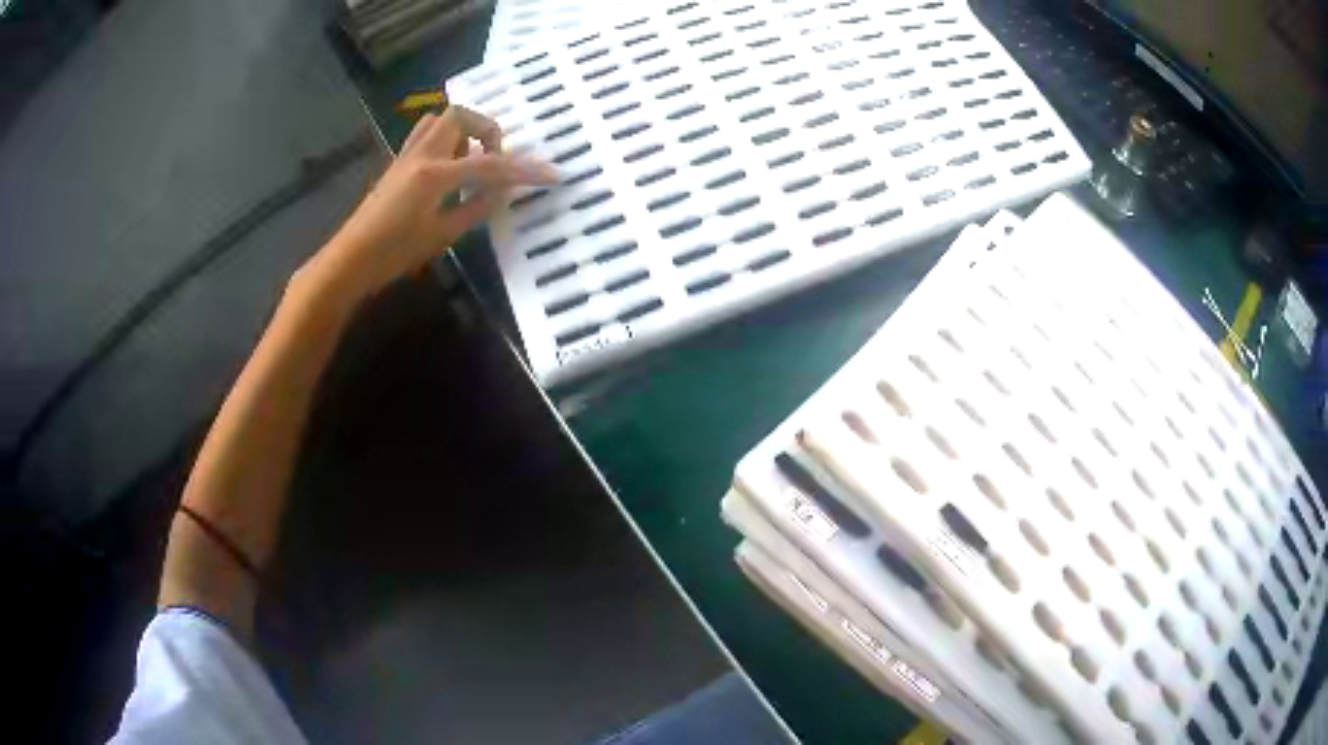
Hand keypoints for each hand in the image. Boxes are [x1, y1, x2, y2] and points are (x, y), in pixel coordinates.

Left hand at [304, 106, 557, 301]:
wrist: (350, 261)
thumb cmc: (394, 254)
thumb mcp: (442, 236)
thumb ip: (476, 208)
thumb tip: (503, 192)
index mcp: (434, 174)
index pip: (490, 166)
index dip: (524, 171)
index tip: (553, 174)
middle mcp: (421, 154)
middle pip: (461, 116)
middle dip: (487, 131)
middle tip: (495, 160)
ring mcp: (406, 155)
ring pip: (440, 120)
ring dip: (463, 132)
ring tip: (470, 162)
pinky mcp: (398, 163)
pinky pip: (426, 134)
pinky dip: (446, 140)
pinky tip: (449, 167)